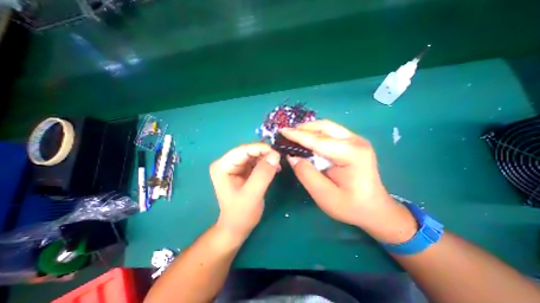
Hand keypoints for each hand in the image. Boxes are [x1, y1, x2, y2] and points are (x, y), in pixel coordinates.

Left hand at [208, 144, 280, 239]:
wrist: (237, 227)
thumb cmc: (241, 214)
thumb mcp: (252, 195)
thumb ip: (263, 174)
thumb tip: (275, 155)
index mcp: (222, 166)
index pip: (243, 150)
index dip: (261, 149)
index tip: (277, 153)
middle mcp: (227, 162)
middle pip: (249, 151)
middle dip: (265, 153)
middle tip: (279, 159)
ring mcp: (235, 166)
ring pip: (254, 155)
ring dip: (266, 158)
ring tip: (277, 165)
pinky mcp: (243, 170)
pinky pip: (256, 161)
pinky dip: (266, 163)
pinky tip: (274, 168)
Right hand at [281, 121, 414, 243]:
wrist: (374, 208)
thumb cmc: (350, 206)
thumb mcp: (324, 195)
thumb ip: (306, 174)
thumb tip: (292, 157)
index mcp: (352, 154)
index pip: (319, 141)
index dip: (298, 136)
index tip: (282, 131)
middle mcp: (356, 141)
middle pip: (325, 127)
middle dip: (303, 128)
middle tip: (287, 133)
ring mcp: (356, 140)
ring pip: (327, 126)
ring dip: (309, 129)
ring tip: (294, 135)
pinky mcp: (353, 142)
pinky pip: (331, 131)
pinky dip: (316, 133)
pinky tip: (307, 139)